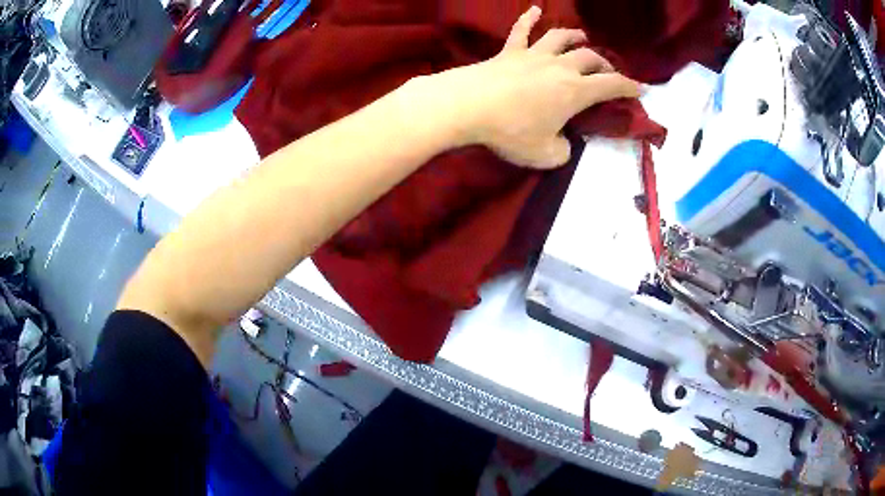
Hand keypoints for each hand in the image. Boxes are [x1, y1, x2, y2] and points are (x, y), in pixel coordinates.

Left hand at [414, 6, 640, 168]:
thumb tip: (564, 142)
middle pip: (590, 58)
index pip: (612, 86)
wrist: (468, 106)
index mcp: (575, 91)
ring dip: (576, 38)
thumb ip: (563, 151)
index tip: (641, 90)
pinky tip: (534, 10)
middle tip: (607, 73)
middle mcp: (560, 67)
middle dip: (604, 66)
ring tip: (584, 38)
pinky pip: (521, 31)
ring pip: (562, 38)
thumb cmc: (511, 131)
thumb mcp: (545, 155)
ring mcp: (534, 55)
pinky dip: (529, 19)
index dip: (630, 88)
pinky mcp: (509, 52)